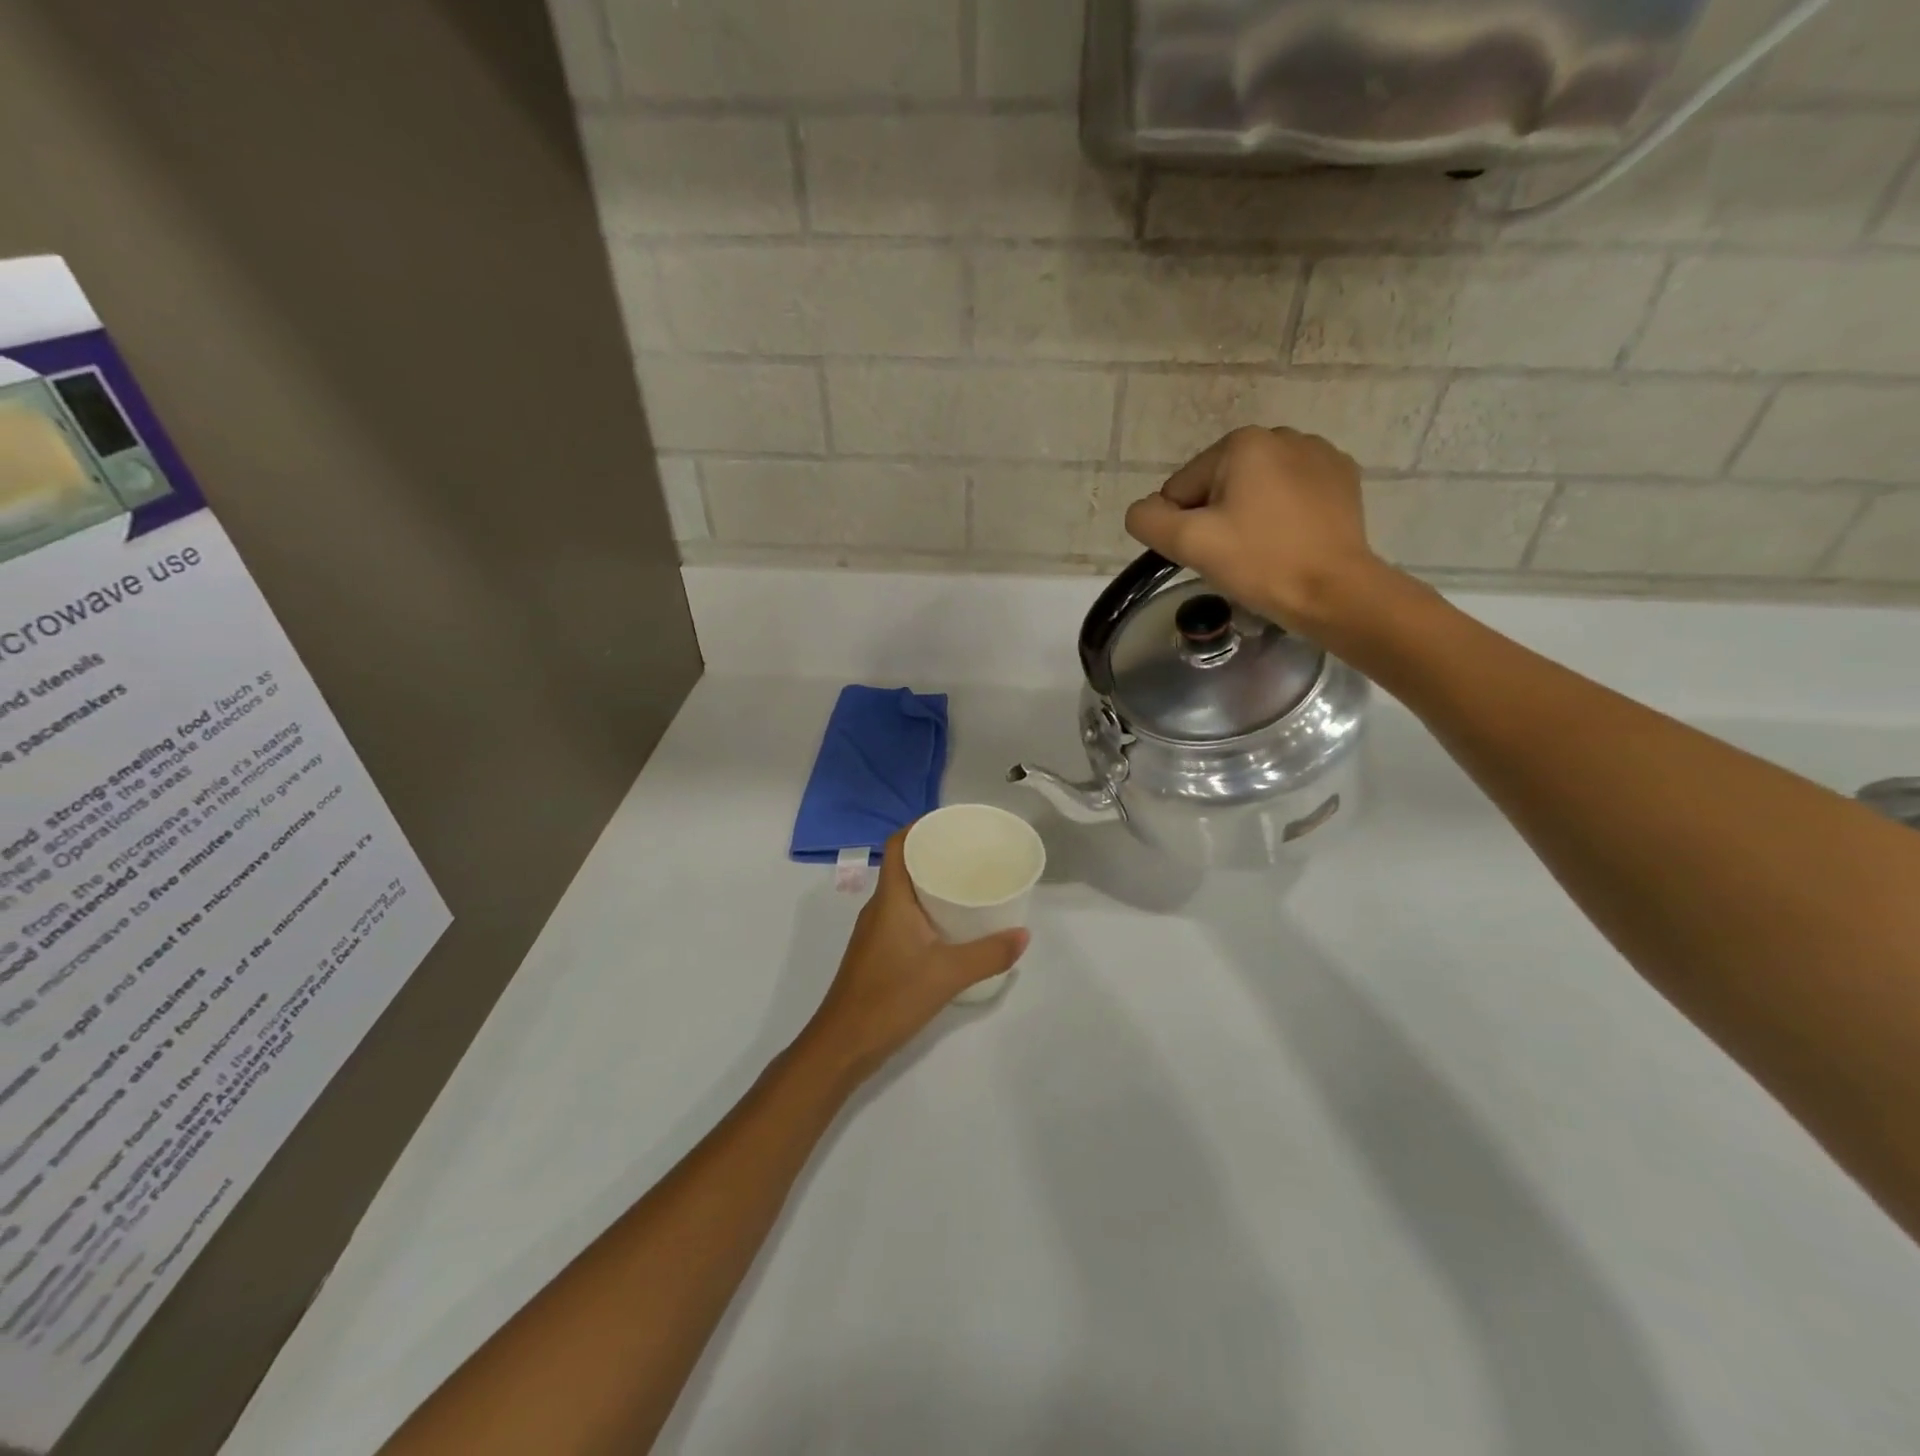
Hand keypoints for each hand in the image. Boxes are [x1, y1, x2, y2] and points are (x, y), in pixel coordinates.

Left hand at [797, 830, 1028, 1084]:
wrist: (843, 1044)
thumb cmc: (890, 998)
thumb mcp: (947, 974)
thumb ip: (988, 954)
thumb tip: (1023, 935)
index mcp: (890, 899)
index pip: (899, 844)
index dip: (921, 826)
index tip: (953, 823)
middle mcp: (880, 908)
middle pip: (905, 865)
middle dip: (937, 854)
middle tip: (974, 853)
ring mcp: (876, 932)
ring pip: (905, 893)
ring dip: (932, 883)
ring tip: (970, 884)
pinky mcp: (878, 953)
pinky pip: (904, 916)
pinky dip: (928, 910)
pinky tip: (953, 926)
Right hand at [1124, 426, 1400, 635]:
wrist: (1335, 592)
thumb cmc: (1260, 563)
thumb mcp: (1189, 543)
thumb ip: (1148, 520)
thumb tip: (1144, 510)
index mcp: (1242, 443)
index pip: (1182, 488)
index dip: (1185, 526)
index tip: (1211, 553)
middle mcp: (1282, 435)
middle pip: (1218, 485)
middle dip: (1217, 518)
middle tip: (1235, 555)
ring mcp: (1319, 454)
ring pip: (1255, 489)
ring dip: (1249, 516)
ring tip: (1264, 550)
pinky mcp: (1342, 479)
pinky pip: (1290, 494)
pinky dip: (1282, 515)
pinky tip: (1291, 541)